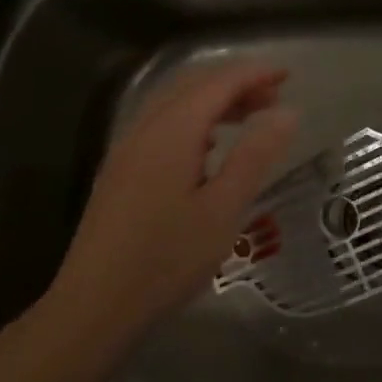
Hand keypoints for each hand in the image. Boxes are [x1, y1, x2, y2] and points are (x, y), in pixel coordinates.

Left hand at [41, 62, 298, 351]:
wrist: (93, 308)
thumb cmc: (167, 260)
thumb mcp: (223, 208)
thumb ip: (255, 155)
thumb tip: (288, 111)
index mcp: (172, 131)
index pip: (218, 83)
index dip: (254, 73)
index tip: (288, 75)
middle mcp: (145, 129)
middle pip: (193, 85)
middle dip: (235, 83)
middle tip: (274, 97)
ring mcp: (126, 150)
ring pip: (174, 103)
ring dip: (213, 100)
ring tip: (249, 118)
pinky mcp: (119, 172)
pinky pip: (161, 124)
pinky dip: (193, 118)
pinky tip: (208, 147)